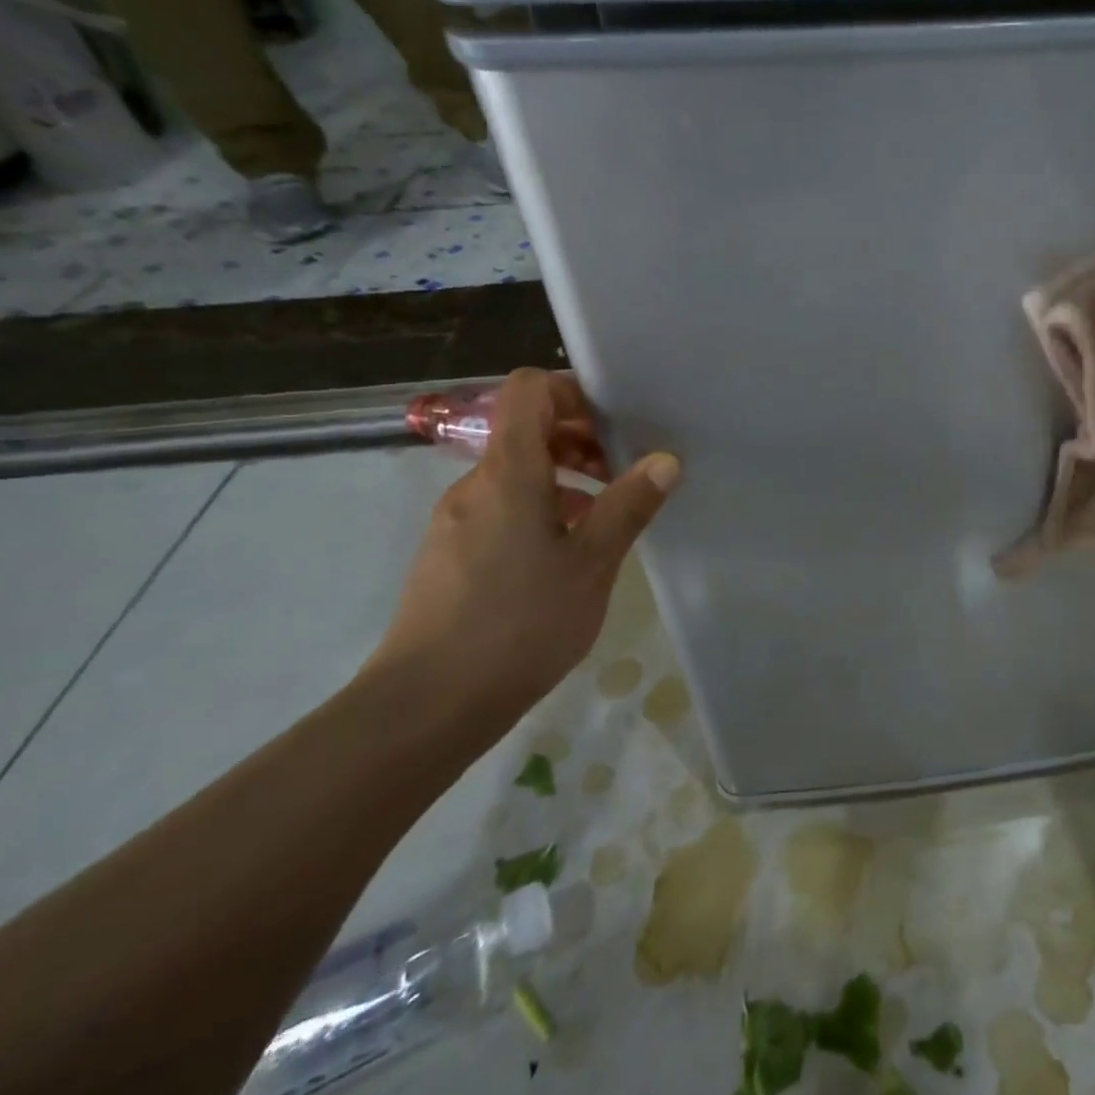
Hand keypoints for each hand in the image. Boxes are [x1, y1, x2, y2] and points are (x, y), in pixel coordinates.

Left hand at [368, 368, 681, 719]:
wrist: (427, 704)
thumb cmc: (520, 623)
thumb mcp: (591, 563)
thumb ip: (628, 505)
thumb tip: (666, 460)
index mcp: (508, 472)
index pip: (527, 390)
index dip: (571, 391)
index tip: (614, 424)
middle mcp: (475, 484)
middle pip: (524, 430)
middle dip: (579, 439)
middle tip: (624, 475)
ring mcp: (456, 519)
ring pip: (515, 473)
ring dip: (564, 478)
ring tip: (604, 518)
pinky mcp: (450, 553)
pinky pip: (500, 507)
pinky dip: (539, 509)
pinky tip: (567, 554)